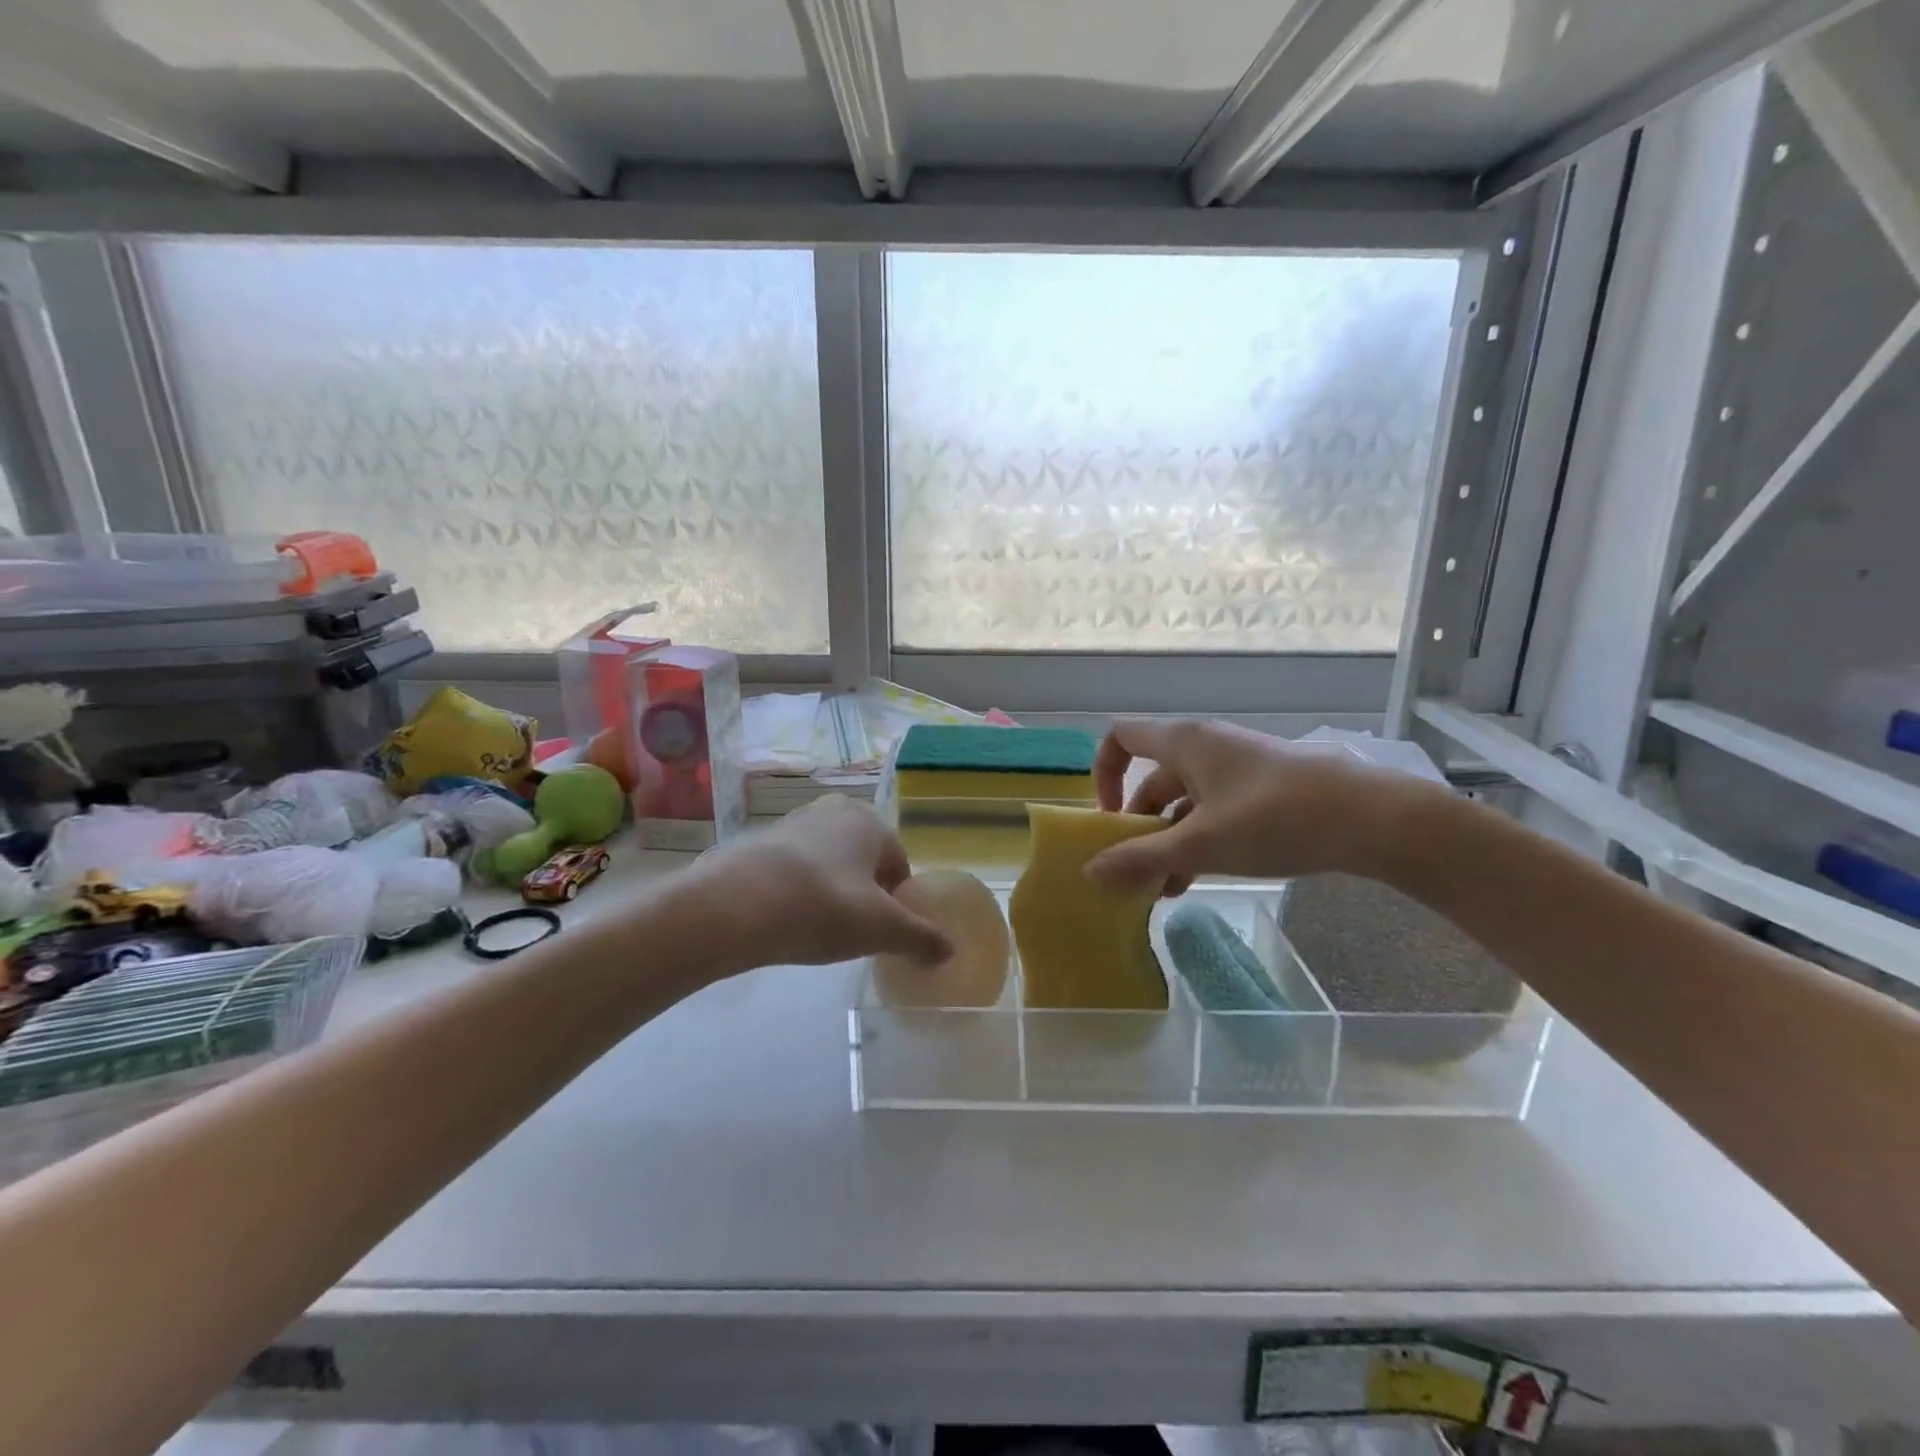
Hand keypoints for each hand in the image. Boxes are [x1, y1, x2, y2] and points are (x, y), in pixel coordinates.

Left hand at [691, 795, 952, 973]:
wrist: (736, 905)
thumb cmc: (824, 907)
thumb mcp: (882, 930)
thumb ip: (920, 939)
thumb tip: (948, 951)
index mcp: (870, 822)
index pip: (899, 864)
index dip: (897, 901)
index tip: (884, 932)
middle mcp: (833, 812)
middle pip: (862, 860)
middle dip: (863, 893)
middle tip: (853, 931)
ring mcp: (792, 824)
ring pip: (827, 863)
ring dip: (829, 891)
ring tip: (818, 929)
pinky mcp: (758, 843)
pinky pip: (792, 870)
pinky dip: (796, 892)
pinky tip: (786, 920)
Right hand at [1084, 719, 1439, 893]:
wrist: (1372, 819)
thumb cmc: (1275, 819)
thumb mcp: (1201, 844)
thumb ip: (1142, 858)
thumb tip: (1090, 873)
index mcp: (1184, 742)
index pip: (1121, 738)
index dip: (1104, 774)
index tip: (1111, 819)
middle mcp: (1206, 747)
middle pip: (1152, 780)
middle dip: (1139, 827)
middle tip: (1134, 873)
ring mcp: (1237, 768)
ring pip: (1184, 802)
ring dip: (1168, 842)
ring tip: (1163, 890)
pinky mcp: (1262, 790)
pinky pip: (1214, 811)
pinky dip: (1198, 841)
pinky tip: (1197, 881)